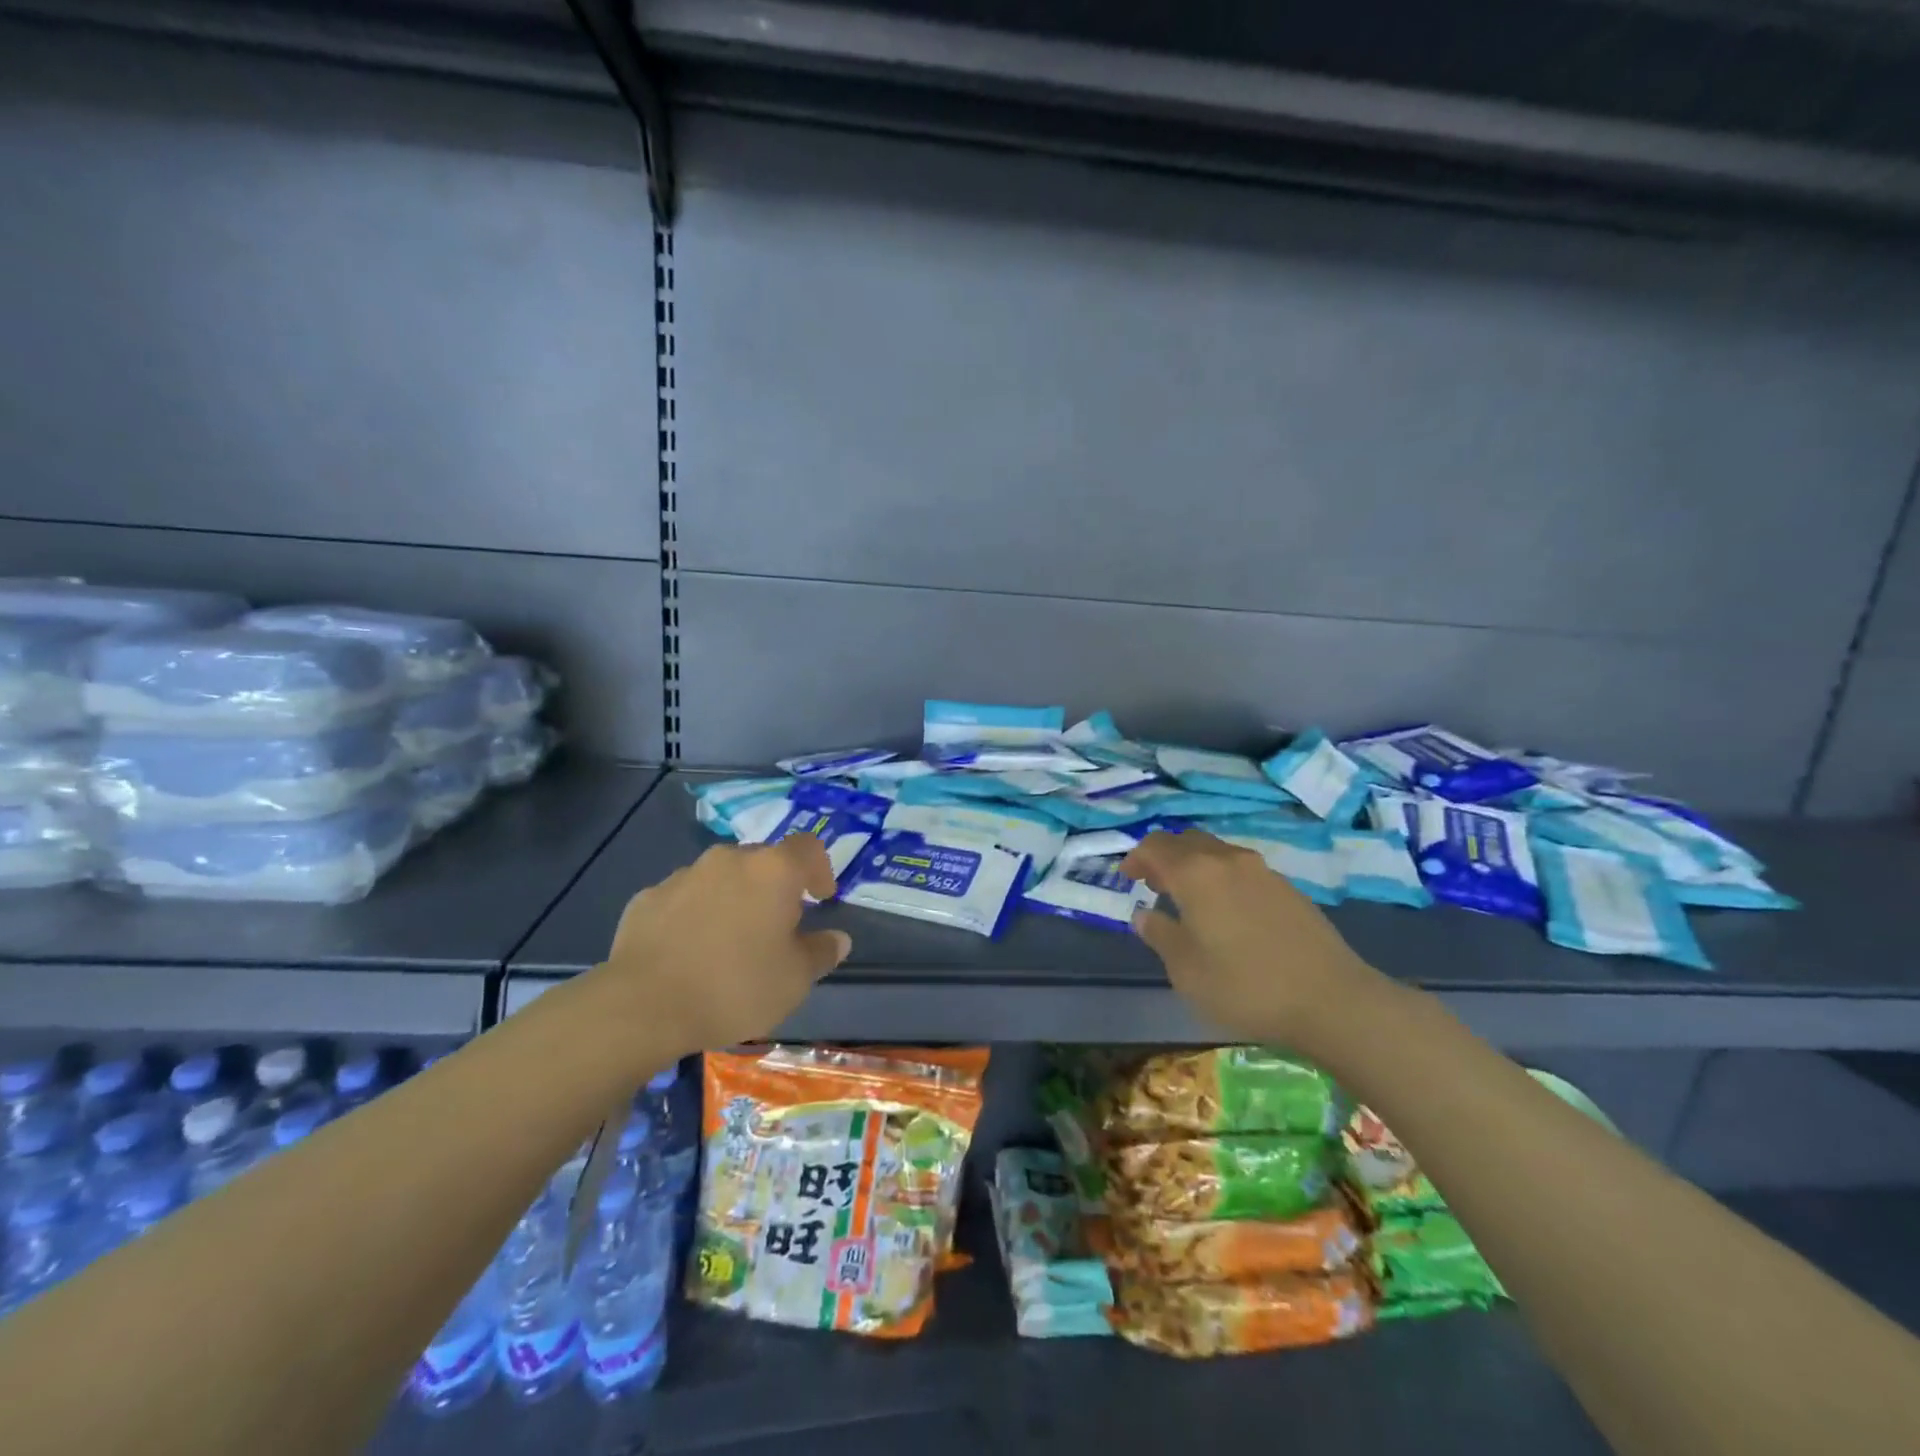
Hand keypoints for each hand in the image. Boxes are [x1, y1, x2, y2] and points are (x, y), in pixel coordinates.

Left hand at [593, 835, 851, 1053]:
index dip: (820, 869)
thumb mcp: (794, 980)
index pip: (808, 848)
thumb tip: (837, 939)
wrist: (642, 1005)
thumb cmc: (734, 986)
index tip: (820, 898)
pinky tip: (689, 951)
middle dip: (775, 887)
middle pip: (763, 861)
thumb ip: (821, 953)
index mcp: (772, 870)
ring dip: (733, 898)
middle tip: (776, 926)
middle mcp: (729, 860)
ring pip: (721, 877)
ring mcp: (684, 875)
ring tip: (730, 941)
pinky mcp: (648, 897)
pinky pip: (684, 898)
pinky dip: (695, 914)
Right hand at [1121, 829, 1381, 1047]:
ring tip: (1189, 900)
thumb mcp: (1186, 970)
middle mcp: (1227, 860)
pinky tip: (1227, 913)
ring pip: (1216, 853)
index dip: (1136, 858)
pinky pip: (1241, 870)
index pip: (1155, 846)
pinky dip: (1222, 878)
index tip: (1127, 879)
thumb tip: (1145, 915)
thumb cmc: (1245, 986)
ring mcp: (1262, 871)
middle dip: (1164, 857)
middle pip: (1186, 841)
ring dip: (1195, 866)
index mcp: (1195, 873)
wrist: (1332, 1000)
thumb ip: (1160, 935)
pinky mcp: (1288, 888)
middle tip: (1154, 885)